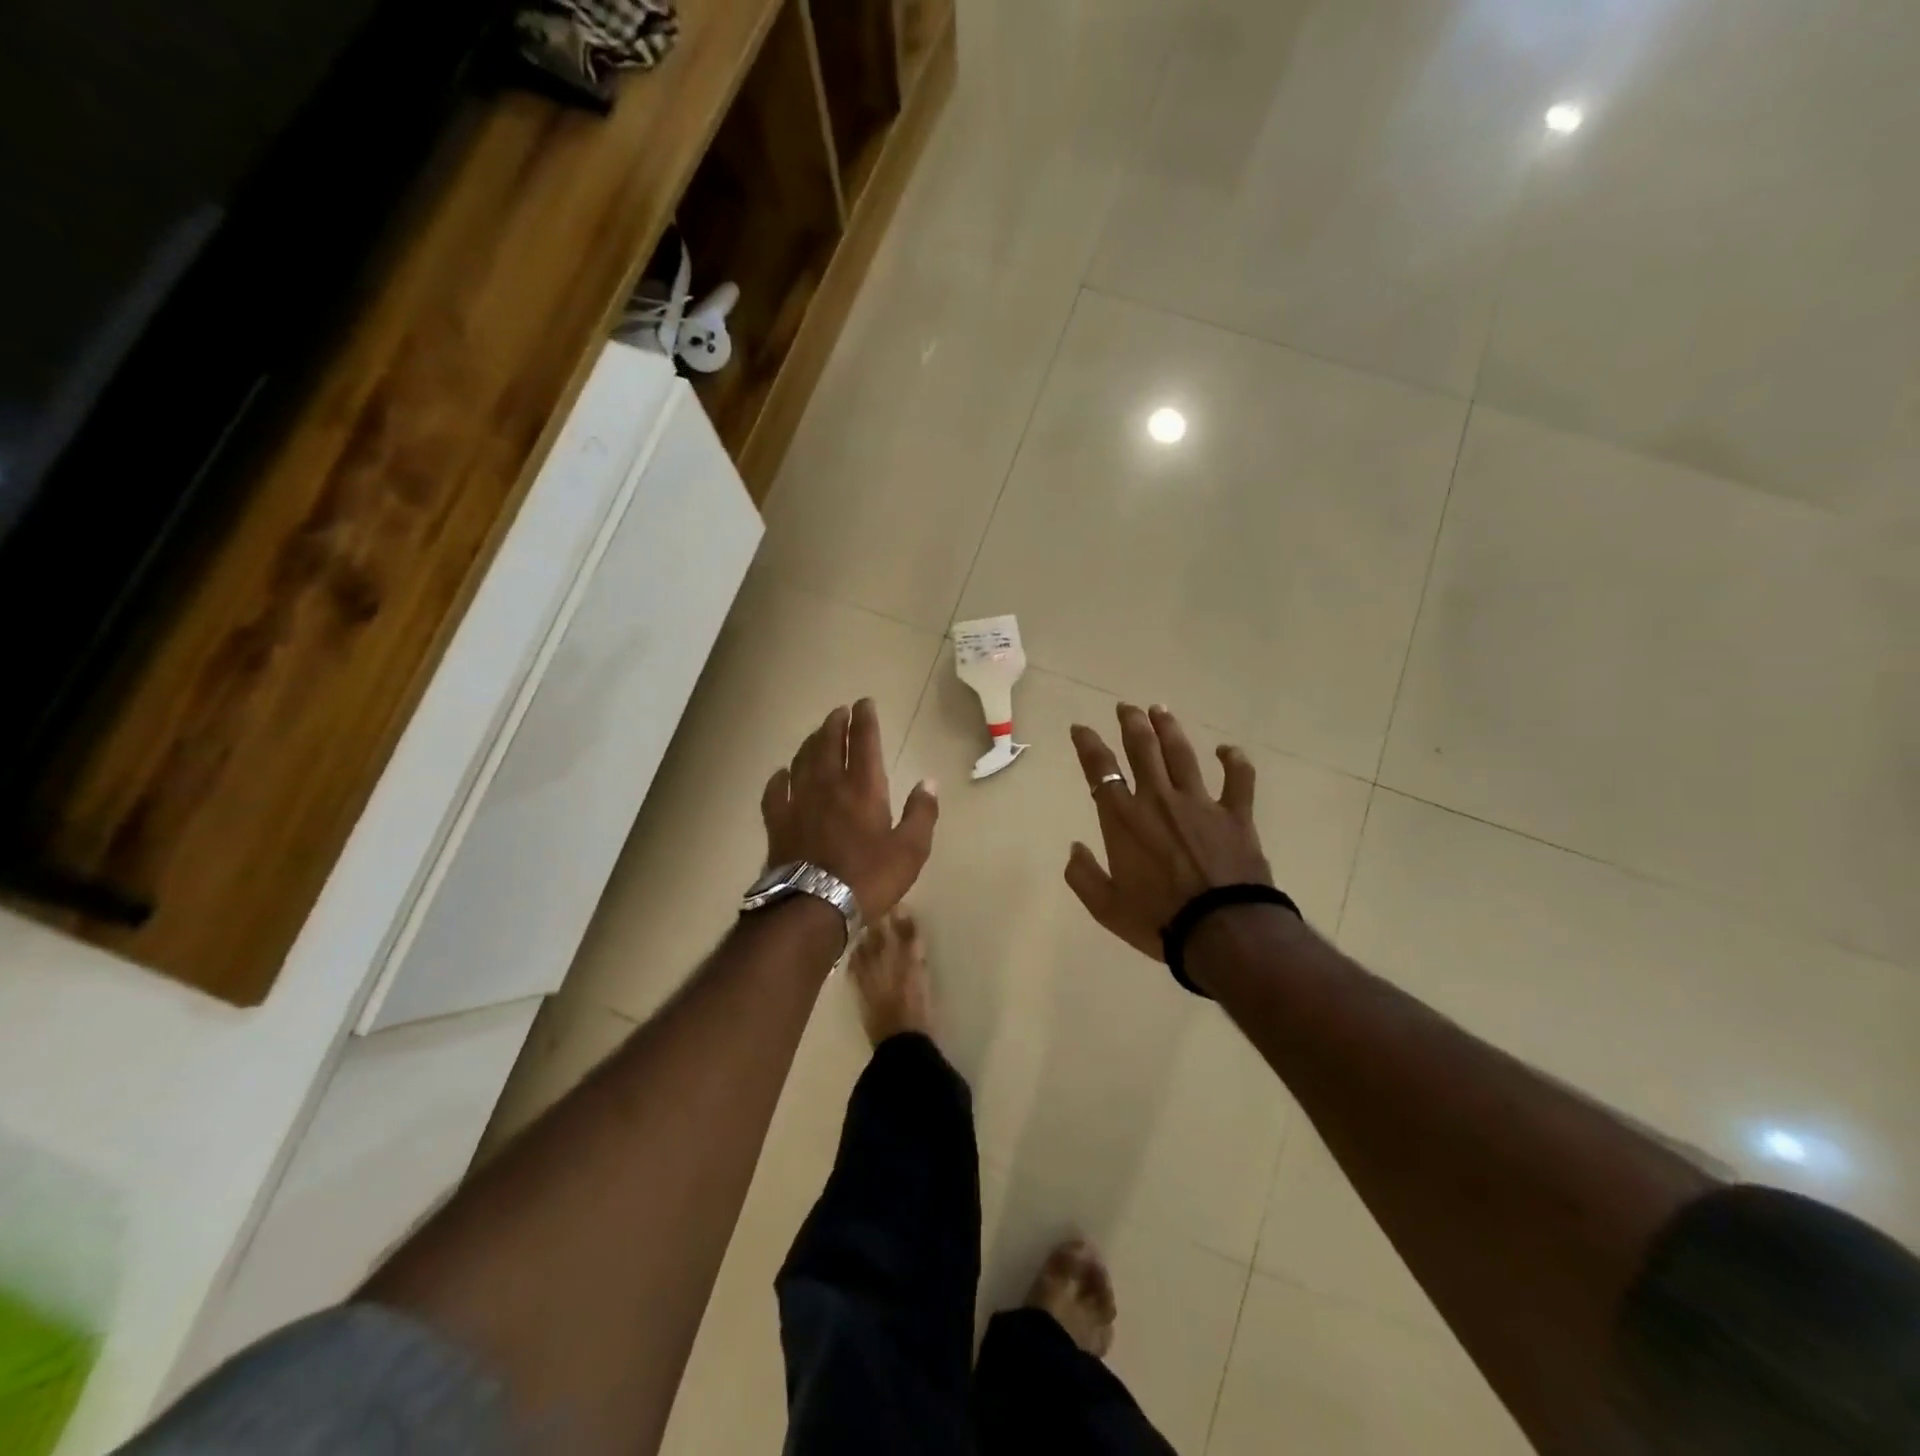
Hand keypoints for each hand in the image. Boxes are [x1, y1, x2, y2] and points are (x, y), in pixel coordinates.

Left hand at [762, 699, 938, 920]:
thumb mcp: (911, 850)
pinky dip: (780, 777)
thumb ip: (921, 813)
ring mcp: (799, 802)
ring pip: (802, 760)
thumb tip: (929, 782)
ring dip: (810, 742)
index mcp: (864, 788)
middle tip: (839, 711)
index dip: (864, 720)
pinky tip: (782, 773)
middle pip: (829, 744)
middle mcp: (829, 785)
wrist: (813, 906)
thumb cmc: (869, 878)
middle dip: (835, 724)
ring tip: (816, 733)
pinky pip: (775, 791)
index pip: (864, 743)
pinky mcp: (778, 822)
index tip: (864, 703)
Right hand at [1065, 703, 1271, 959]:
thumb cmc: (1158, 921)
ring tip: (1160, 710)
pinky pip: (1238, 779)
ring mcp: (1199, 803)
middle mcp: (1158, 800)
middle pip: (1142, 748)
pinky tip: (1227, 750)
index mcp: (1123, 819)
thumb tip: (1074, 848)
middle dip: (1131, 723)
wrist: (1222, 931)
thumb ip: (1083, 876)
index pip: (1100, 770)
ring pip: (1181, 754)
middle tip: (1126, 707)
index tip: (1080, 728)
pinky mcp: (1235, 815)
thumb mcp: (1106, 907)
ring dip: (1169, 729)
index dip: (1087, 744)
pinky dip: (1234, 761)